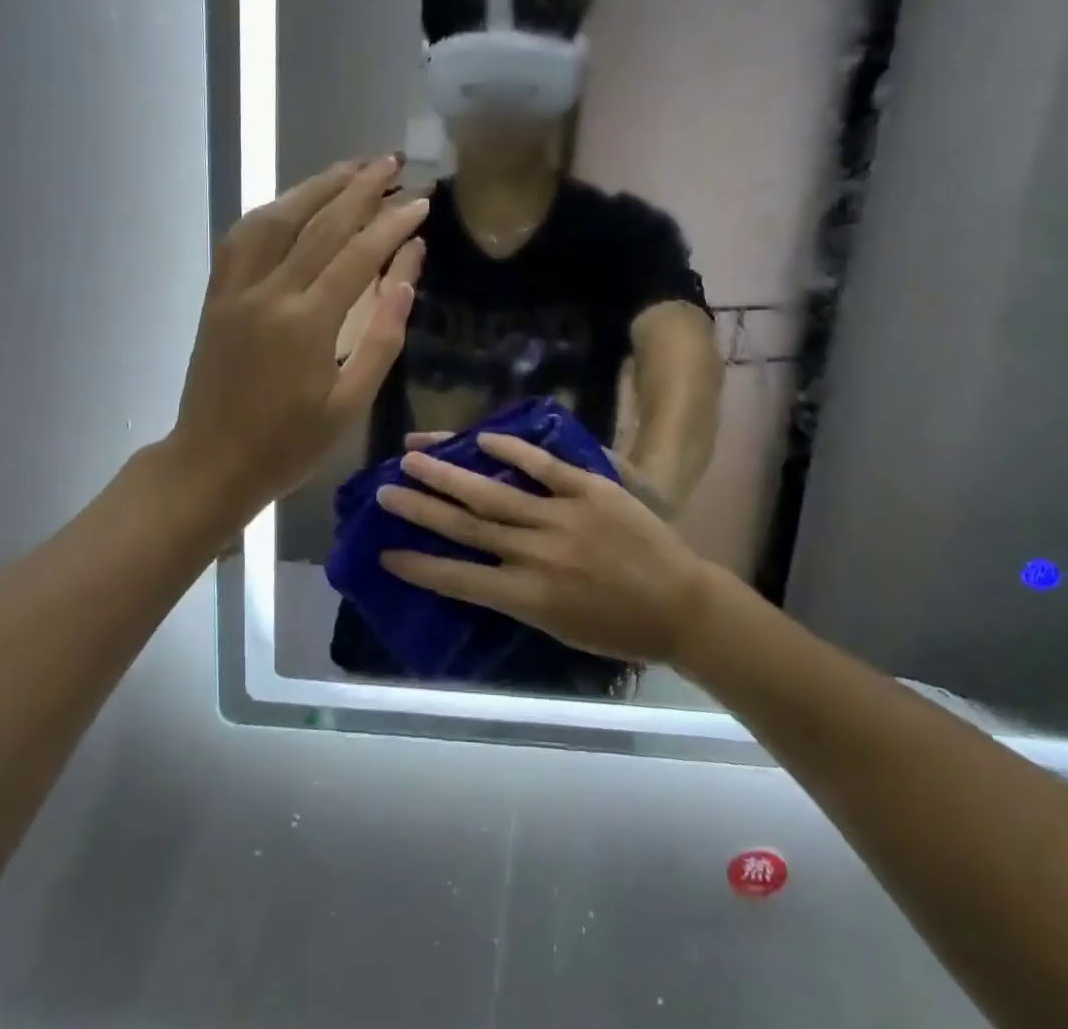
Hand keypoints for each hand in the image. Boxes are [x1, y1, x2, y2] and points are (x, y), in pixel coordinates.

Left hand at [170, 157, 427, 524]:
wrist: (210, 463)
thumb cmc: (288, 444)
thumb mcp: (349, 403)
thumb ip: (382, 336)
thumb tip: (408, 275)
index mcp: (307, 324)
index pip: (359, 254)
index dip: (393, 223)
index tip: (421, 200)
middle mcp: (268, 292)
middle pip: (320, 224)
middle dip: (360, 188)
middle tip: (393, 162)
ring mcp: (236, 288)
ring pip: (277, 218)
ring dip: (316, 186)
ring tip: (351, 167)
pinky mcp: (217, 293)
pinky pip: (243, 236)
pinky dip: (273, 210)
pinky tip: (294, 200)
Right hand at [375, 433, 722, 665]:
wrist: (682, 606)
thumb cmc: (619, 629)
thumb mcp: (559, 629)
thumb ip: (516, 598)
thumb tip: (477, 571)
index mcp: (528, 598)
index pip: (460, 580)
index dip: (419, 565)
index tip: (385, 552)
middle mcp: (537, 555)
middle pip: (467, 527)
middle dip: (421, 508)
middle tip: (385, 489)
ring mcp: (564, 517)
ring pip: (495, 493)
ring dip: (451, 474)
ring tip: (414, 456)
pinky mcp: (591, 490)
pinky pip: (545, 467)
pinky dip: (513, 453)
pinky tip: (482, 439)